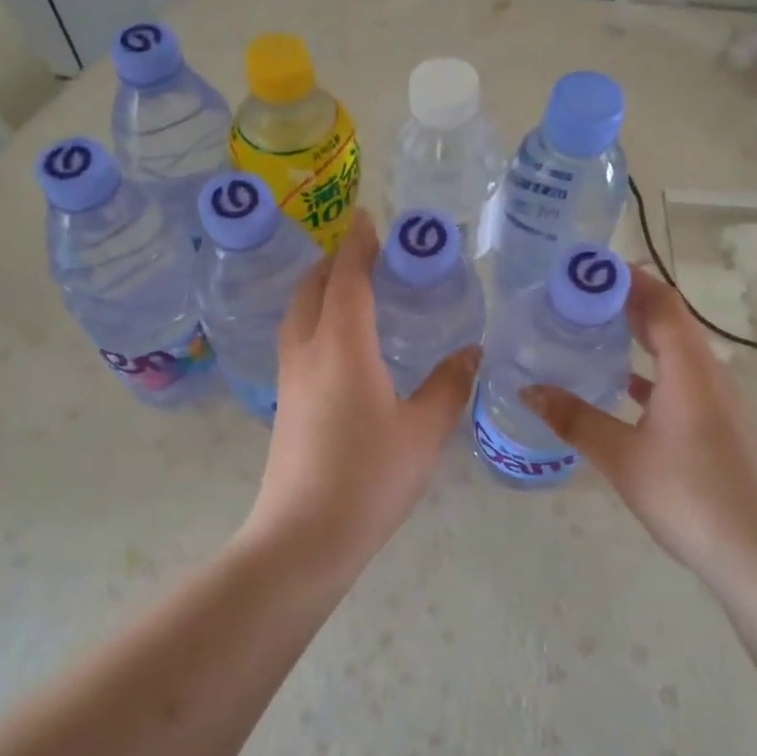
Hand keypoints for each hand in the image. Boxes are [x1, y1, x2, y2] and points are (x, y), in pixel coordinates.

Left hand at [244, 210, 479, 583]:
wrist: (304, 537)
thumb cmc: (369, 479)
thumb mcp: (423, 431)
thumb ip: (449, 385)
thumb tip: (471, 352)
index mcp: (343, 347)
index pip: (347, 279)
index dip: (358, 245)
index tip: (369, 218)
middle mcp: (309, 352)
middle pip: (312, 288)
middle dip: (334, 261)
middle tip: (366, 252)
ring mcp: (291, 379)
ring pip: (299, 314)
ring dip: (320, 289)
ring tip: (352, 288)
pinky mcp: (285, 403)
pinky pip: (297, 340)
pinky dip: (315, 319)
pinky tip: (340, 341)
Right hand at [521, 269, 756, 582]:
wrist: (756, 554)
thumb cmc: (688, 495)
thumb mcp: (622, 456)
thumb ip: (575, 419)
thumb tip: (528, 390)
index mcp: (690, 369)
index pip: (661, 302)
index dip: (627, 279)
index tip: (587, 269)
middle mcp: (710, 373)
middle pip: (670, 321)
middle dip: (627, 303)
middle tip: (578, 297)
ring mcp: (720, 400)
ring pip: (677, 351)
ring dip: (640, 336)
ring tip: (593, 331)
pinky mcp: (720, 424)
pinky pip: (682, 379)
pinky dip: (651, 370)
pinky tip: (622, 386)